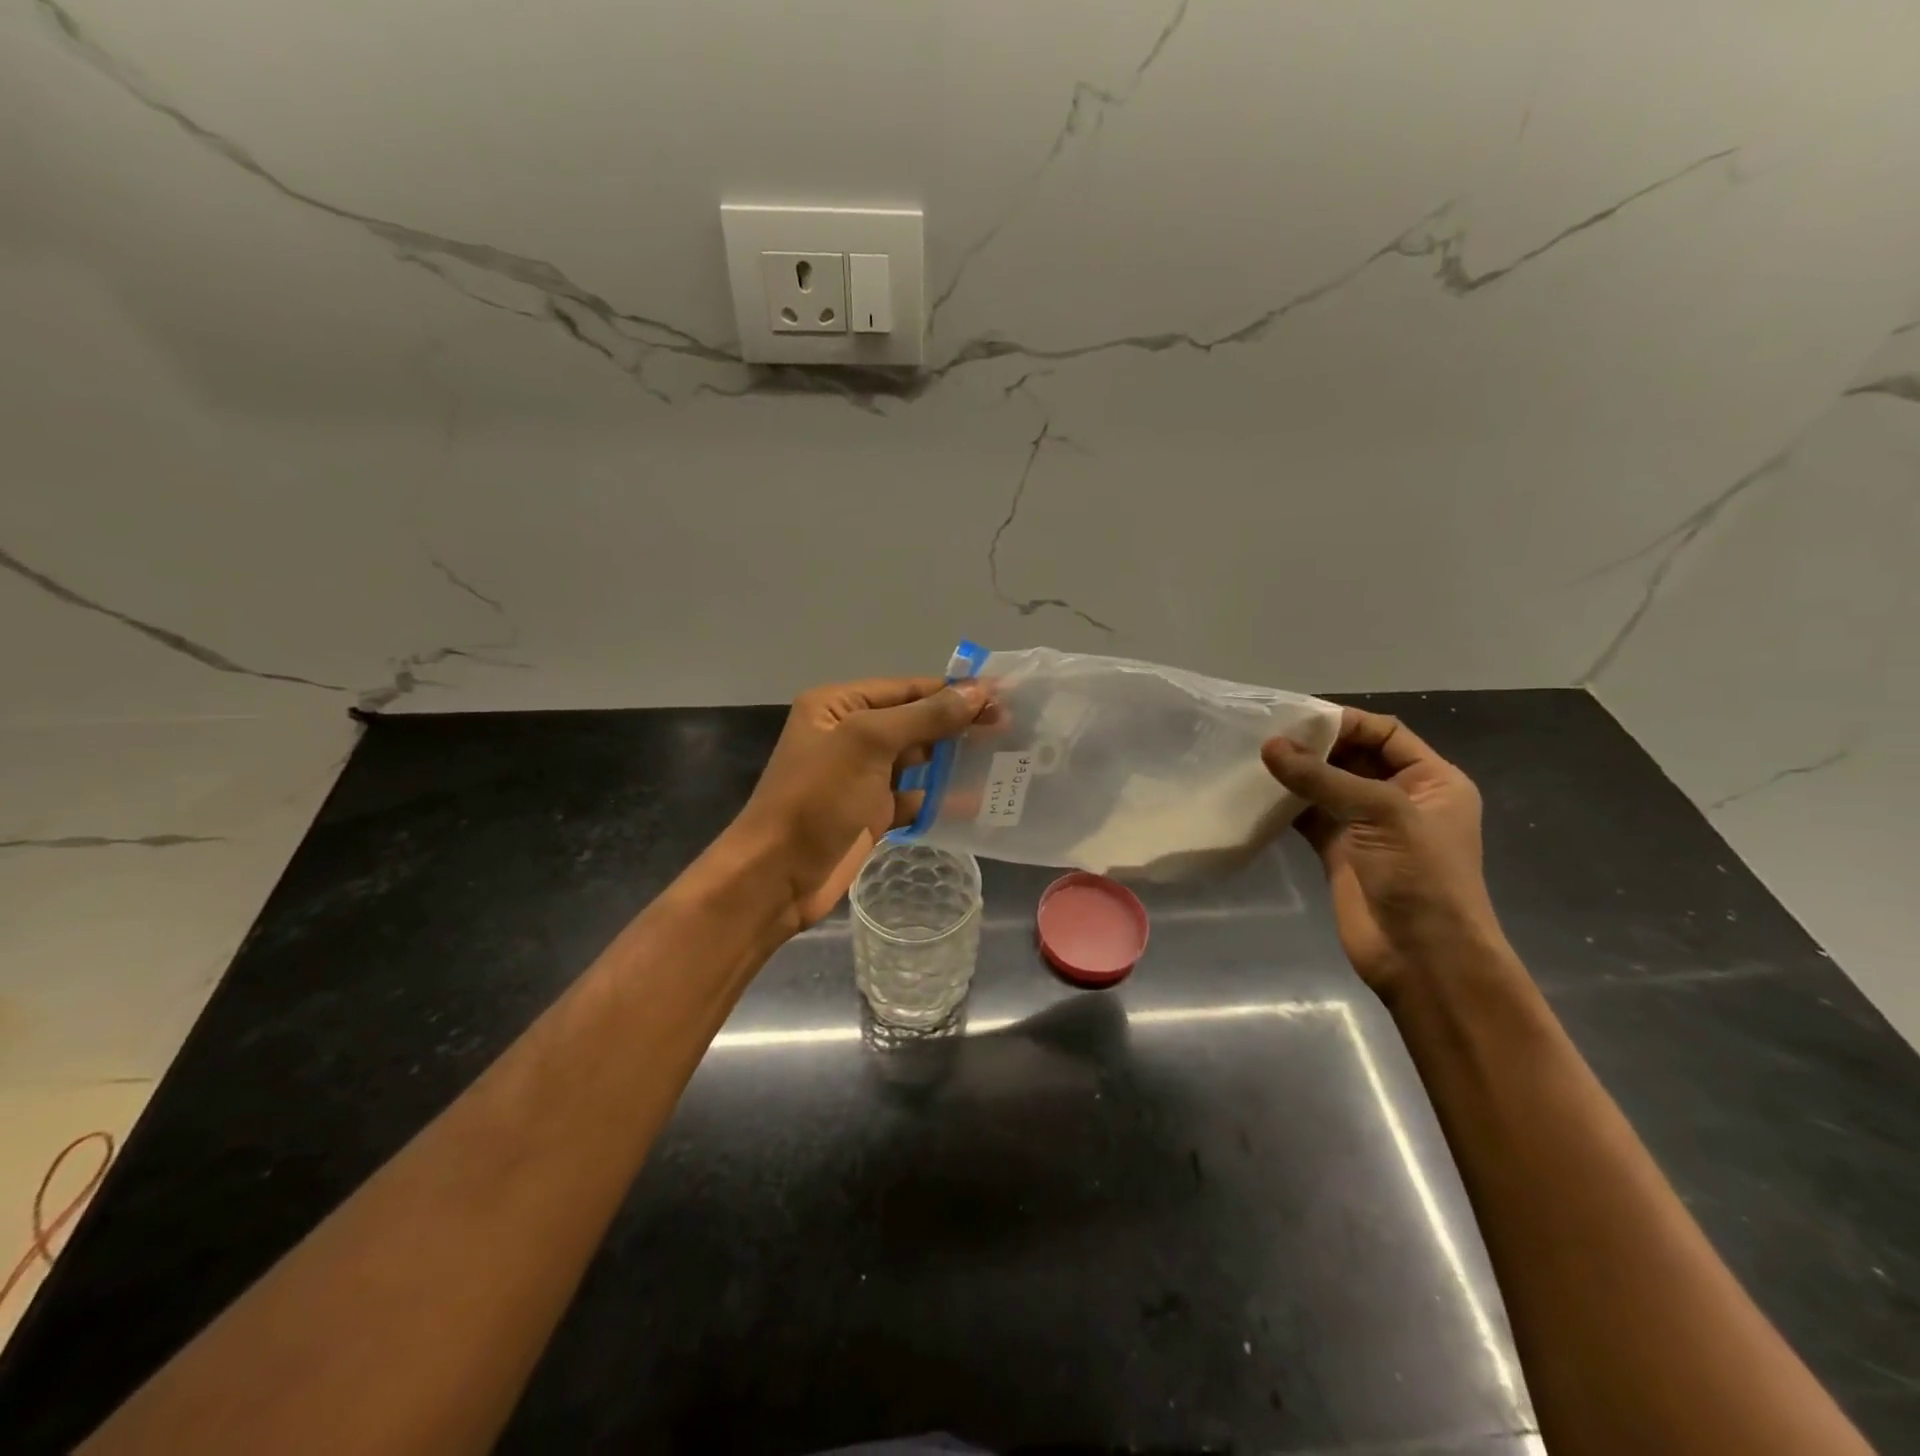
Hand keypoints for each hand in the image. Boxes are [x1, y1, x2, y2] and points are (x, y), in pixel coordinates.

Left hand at [729, 677, 986, 930]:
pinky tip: (977, 797)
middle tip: (1011, 726)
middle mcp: (850, 734)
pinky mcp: (872, 812)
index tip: (1002, 695)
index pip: (906, 689)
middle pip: (914, 721)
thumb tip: (977, 692)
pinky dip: (941, 797)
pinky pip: (915, 796)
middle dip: (958, 723)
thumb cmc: (817, 797)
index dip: (953, 691)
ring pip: (917, 759)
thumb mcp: (869, 743)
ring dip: (954, 758)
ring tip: (1003, 755)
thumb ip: (924, 716)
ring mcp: (861, 776)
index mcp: (839, 705)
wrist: (778, 874)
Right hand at [1262, 707, 1507, 1001]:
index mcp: (1431, 780)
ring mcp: (1366, 826)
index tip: (1296, 719)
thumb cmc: (1420, 876)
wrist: (1423, 957)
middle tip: (1265, 736)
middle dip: (1314, 746)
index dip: (1345, 722)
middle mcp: (1400, 797)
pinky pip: (1309, 816)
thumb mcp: (1381, 814)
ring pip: (1326, 786)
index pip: (1385, 733)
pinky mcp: (1338, 851)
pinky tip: (1257, 793)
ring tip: (1254, 759)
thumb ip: (1322, 778)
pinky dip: (1286, 804)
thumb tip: (1268, 746)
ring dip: (1296, 774)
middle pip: (1352, 756)